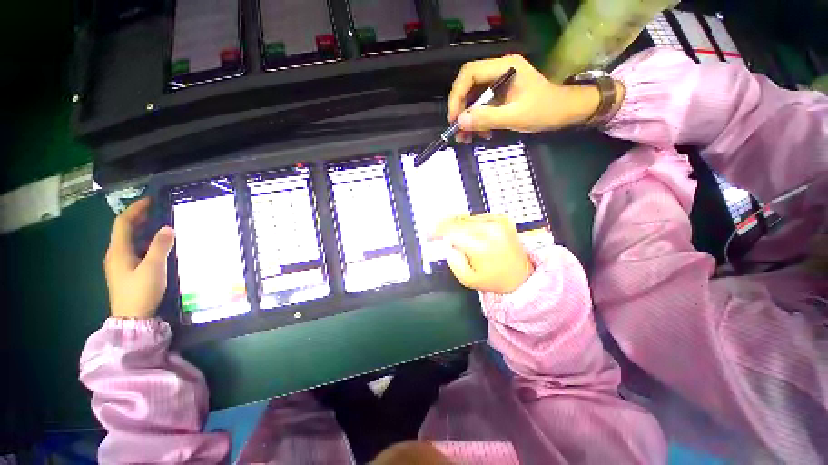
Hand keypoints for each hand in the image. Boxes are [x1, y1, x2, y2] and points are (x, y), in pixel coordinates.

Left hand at [104, 198, 175, 318]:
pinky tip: (156, 246)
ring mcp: (119, 264)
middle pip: (124, 230)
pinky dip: (144, 242)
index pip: (123, 223)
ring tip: (160, 226)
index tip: (150, 200)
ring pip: (129, 240)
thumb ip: (161, 246)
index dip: (135, 209)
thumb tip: (168, 228)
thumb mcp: (154, 268)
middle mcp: (115, 254)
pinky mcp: (126, 272)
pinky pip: (133, 250)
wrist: (132, 318)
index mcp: (118, 251)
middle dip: (139, 218)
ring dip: (142, 230)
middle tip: (158, 211)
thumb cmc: (141, 291)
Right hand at [433, 214, 532, 293]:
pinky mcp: (502, 219)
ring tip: (453, 234)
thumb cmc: (495, 280)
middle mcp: (490, 230)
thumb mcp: (468, 279)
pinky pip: (477, 216)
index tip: (430, 233)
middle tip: (437, 231)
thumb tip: (446, 244)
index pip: (452, 230)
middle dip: (444, 225)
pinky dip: (469, 223)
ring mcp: (498, 222)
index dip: (437, 231)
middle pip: (457, 220)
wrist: (521, 276)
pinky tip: (469, 232)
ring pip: (466, 217)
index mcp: (481, 246)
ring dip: (456, 224)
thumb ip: (453, 261)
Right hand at [448, 55, 610, 141]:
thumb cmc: (545, 111)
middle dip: (461, 111)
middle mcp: (498, 72)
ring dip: (468, 120)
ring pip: (473, 99)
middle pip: (468, 87)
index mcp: (504, 68)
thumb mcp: (515, 116)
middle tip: (458, 131)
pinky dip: (478, 122)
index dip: (457, 95)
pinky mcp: (500, 96)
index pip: (470, 74)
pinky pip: (482, 107)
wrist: (565, 112)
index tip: (454, 118)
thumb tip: (460, 122)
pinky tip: (481, 135)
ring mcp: (499, 84)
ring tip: (467, 139)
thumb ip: (487, 118)